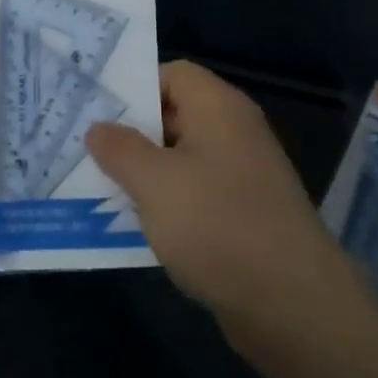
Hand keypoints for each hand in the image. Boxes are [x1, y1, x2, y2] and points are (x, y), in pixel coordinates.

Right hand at [86, 60, 359, 355]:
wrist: (292, 304)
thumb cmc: (217, 225)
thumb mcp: (154, 182)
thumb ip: (120, 149)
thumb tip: (99, 128)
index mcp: (219, 108)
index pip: (172, 73)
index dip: (133, 86)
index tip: (96, 111)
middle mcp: (234, 132)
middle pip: (174, 114)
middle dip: (130, 132)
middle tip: (85, 148)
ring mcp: (242, 175)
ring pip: (181, 158)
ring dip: (144, 171)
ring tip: (98, 185)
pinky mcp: (243, 215)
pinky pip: (195, 193)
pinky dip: (166, 202)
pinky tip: (135, 223)